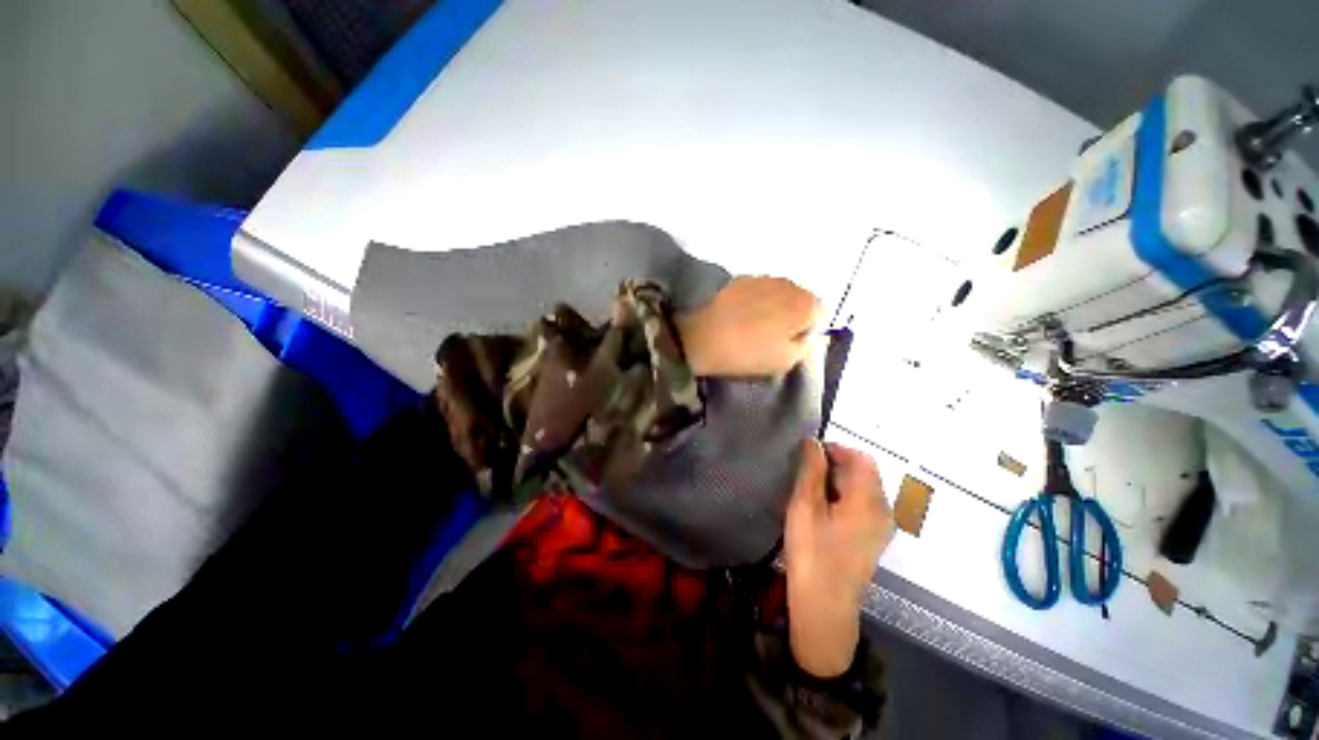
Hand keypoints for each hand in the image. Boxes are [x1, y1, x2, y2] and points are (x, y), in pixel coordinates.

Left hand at [675, 276, 821, 376]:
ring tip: (750, 329)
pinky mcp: (738, 278)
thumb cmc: (744, 351)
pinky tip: (736, 318)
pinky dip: (752, 303)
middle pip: (799, 301)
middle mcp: (789, 283)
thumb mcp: (783, 361)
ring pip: (777, 295)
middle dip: (791, 318)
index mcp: (805, 303)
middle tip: (770, 339)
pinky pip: (756, 291)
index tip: (789, 346)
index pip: (821, 314)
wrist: (696, 332)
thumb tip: (812, 335)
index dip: (808, 332)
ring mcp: (762, 277)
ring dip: (771, 309)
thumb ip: (806, 347)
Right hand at [785, 440, 894, 677]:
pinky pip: (863, 504)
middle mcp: (883, 510)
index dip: (835, 449)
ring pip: (863, 488)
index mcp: (869, 501)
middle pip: (865, 472)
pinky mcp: (873, 539)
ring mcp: (881, 527)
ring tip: (810, 490)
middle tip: (805, 473)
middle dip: (836, 464)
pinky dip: (844, 496)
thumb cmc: (811, 553)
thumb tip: (814, 442)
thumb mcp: (805, 506)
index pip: (861, 458)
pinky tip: (822, 509)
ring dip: (838, 480)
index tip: (808, 455)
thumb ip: (812, 470)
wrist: (824, 607)